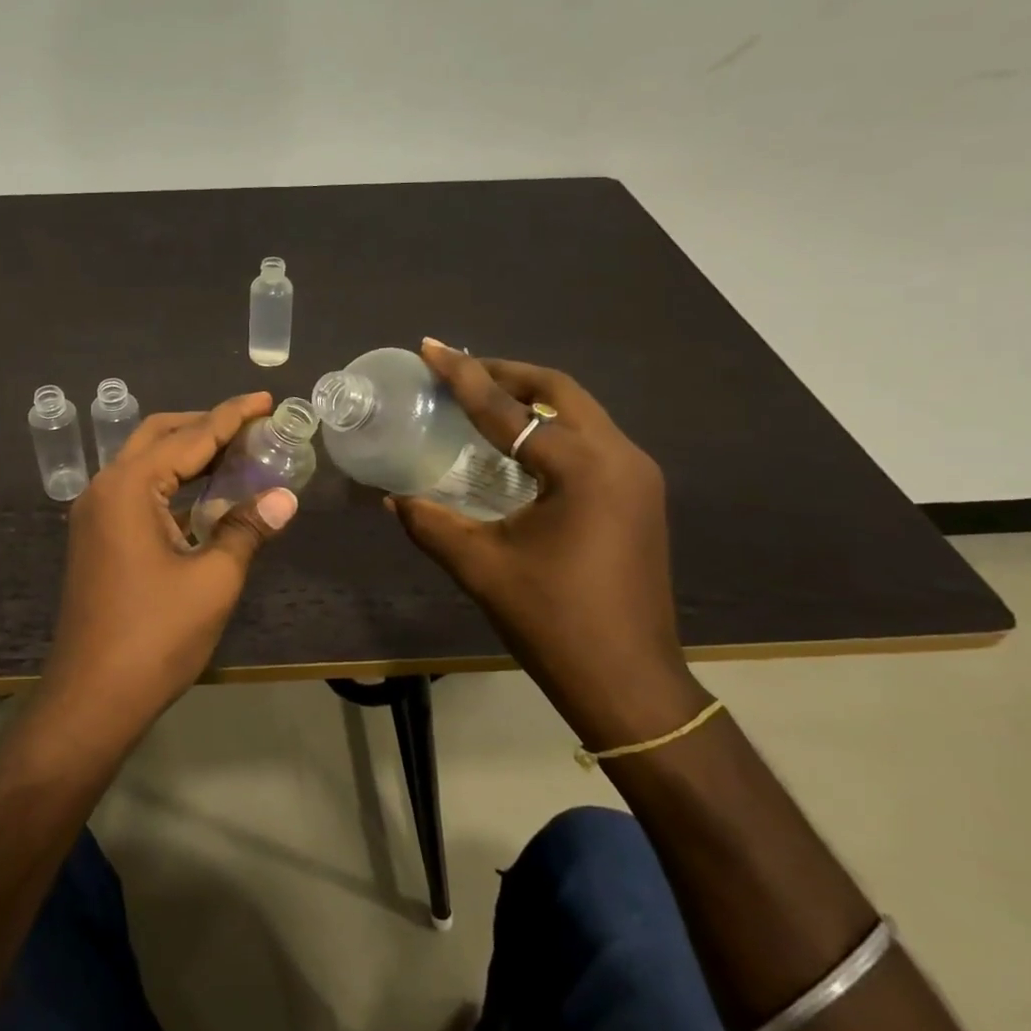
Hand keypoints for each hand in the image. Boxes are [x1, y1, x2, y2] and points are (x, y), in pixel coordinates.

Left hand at [43, 392, 299, 730]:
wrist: (93, 697)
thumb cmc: (156, 636)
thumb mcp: (213, 579)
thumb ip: (247, 528)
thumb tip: (285, 497)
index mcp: (130, 487)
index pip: (191, 436)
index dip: (232, 416)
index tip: (266, 399)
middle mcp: (105, 488)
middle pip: (159, 436)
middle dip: (205, 425)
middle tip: (253, 427)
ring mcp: (95, 514)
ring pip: (145, 463)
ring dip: (187, 453)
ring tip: (236, 453)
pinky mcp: (96, 538)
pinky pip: (137, 491)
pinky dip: (172, 483)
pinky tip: (204, 495)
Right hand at [387, 341, 705, 746]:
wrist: (629, 683)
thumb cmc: (553, 622)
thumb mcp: (480, 567)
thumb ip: (429, 523)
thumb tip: (391, 497)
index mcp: (584, 468)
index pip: (509, 409)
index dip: (463, 376)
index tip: (430, 347)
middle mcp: (621, 458)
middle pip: (560, 391)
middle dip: (505, 374)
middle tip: (458, 370)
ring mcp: (638, 477)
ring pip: (580, 413)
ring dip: (531, 400)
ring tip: (482, 400)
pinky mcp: (639, 497)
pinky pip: (590, 441)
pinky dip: (551, 429)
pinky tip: (518, 446)